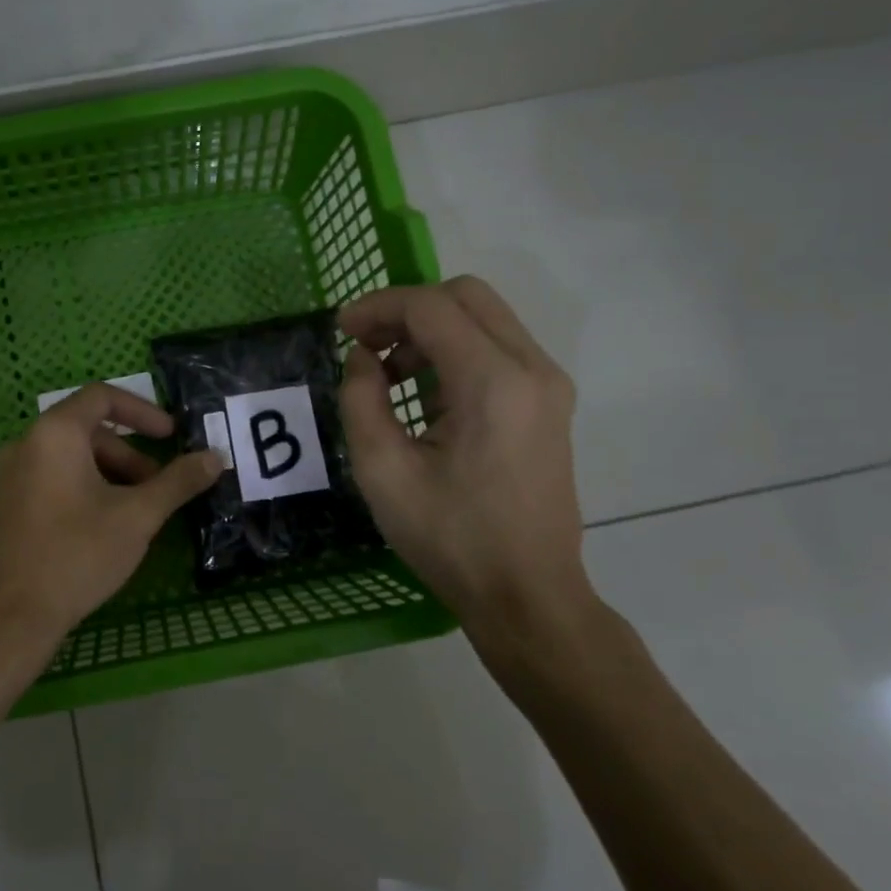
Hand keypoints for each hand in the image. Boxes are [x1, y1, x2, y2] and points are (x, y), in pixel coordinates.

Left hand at [0, 383, 222, 659]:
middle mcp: (25, 444)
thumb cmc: (77, 554)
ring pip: (70, 460)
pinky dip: (83, 490)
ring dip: (109, 476)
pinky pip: (51, 481)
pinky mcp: (4, 506)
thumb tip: (215, 457)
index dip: (143, 411)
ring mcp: (9, 476)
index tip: (172, 436)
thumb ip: (178, 482)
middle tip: (158, 490)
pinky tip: (101, 530)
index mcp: (55, 433)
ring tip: (134, 516)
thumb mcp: (137, 516)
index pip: (102, 397)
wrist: (8, 617)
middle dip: (130, 455)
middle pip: (87, 431)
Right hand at [338, 277, 593, 661]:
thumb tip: (363, 358)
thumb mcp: (382, 470)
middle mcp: (532, 369)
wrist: (527, 594)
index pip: (431, 307)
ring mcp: (548, 385)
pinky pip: (498, 348)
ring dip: (430, 331)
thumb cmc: (450, 538)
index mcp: (493, 383)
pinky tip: (426, 397)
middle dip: (406, 310)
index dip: (378, 307)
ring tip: (390, 378)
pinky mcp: (549, 403)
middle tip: (367, 347)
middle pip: (465, 295)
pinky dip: (455, 351)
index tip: (341, 331)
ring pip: (484, 318)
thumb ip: (361, 399)